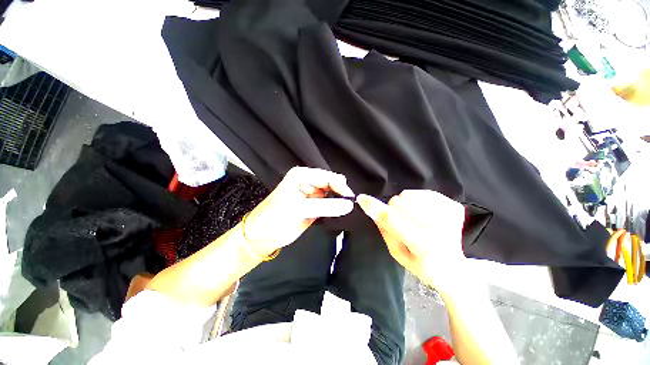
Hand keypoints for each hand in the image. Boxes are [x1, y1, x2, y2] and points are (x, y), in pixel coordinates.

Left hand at [243, 167, 354, 256]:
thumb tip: (349, 205)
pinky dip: (336, 209)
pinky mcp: (315, 207)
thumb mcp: (299, 209)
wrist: (262, 237)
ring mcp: (313, 195)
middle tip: (352, 205)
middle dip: (341, 193)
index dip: (340, 186)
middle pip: (332, 185)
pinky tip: (342, 213)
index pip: (328, 177)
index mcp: (303, 175)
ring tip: (349, 209)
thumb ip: (325, 207)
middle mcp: (309, 182)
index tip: (351, 199)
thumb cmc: (274, 218)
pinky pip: (330, 205)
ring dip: (340, 202)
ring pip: (333, 195)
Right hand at [357, 190, 467, 295]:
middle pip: (399, 202)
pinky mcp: (453, 205)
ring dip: (406, 205)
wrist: (456, 268)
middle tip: (402, 223)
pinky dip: (418, 202)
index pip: (393, 220)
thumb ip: (385, 231)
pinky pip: (422, 192)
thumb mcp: (399, 254)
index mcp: (423, 244)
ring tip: (416, 220)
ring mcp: (448, 214)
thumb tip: (373, 211)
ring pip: (409, 195)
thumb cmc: (424, 266)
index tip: (362, 198)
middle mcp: (438, 227)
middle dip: (393, 210)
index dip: (376, 208)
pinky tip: (426, 215)